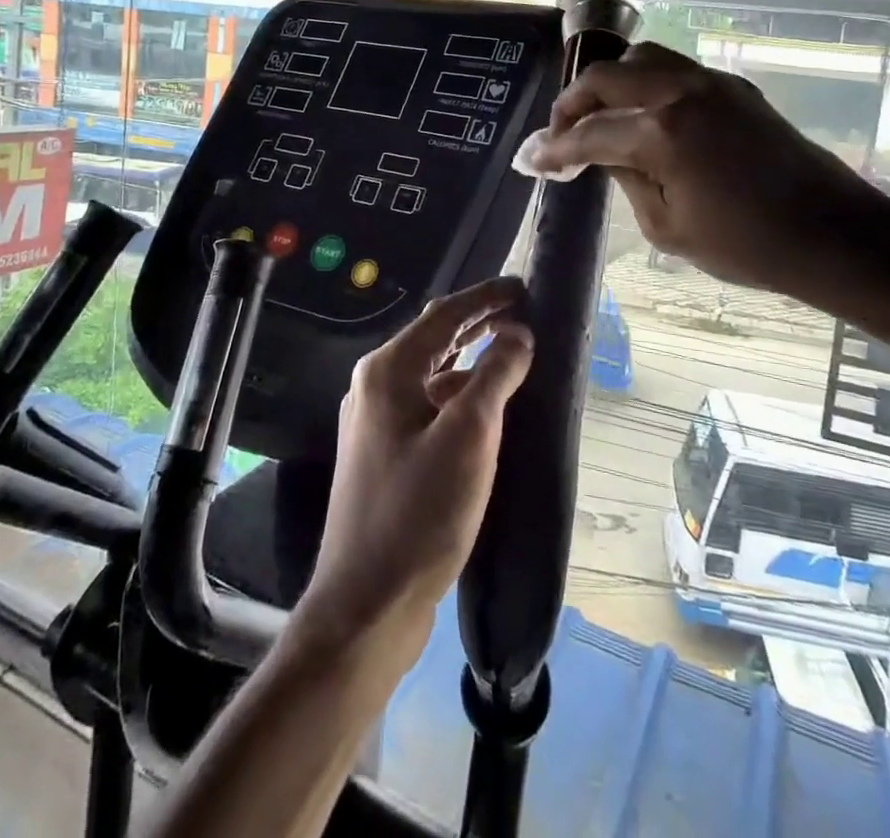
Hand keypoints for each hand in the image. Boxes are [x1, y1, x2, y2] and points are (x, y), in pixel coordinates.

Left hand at [295, 279, 533, 663]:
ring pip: (431, 374)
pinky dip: (458, 395)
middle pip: (434, 339)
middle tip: (523, 314)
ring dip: (470, 359)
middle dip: (478, 323)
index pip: (444, 316)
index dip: (486, 297)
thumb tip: (517, 334)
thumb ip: (495, 376)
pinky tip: (484, 410)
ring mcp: (375, 421)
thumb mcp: (469, 437)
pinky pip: (427, 405)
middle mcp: (374, 386)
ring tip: (511, 354)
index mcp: (388, 371)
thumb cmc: (420, 513)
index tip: (524, 287)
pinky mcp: (383, 453)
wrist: (366, 603)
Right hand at [527, 42, 889, 306]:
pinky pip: (675, 70)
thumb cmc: (747, 246)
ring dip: (610, 83)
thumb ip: (625, 179)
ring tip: (598, 115)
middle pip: (606, 77)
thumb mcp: (667, 227)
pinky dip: (645, 84)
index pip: (588, 133)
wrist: (833, 234)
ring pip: (642, 58)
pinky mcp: (734, 87)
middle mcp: (681, 92)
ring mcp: (711, 83)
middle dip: (571, 103)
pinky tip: (643, 115)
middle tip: (558, 134)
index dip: (552, 149)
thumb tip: (599, 154)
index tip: (528, 160)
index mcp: (662, 132)